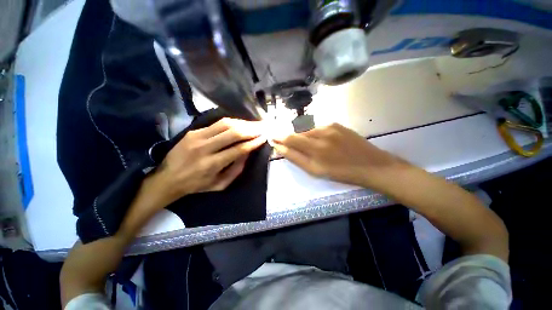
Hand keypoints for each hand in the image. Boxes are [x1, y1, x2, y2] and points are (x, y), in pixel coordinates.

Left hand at [154, 118, 266, 204]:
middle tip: (262, 127)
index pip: (239, 149)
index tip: (264, 137)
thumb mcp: (220, 185)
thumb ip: (236, 169)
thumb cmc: (197, 185)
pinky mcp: (193, 131)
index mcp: (212, 164)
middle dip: (251, 129)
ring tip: (253, 124)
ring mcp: (197, 137)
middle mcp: (205, 148)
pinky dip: (231, 122)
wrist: (168, 178)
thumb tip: (248, 152)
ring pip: (225, 124)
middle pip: (233, 133)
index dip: (253, 142)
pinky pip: (217, 123)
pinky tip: (240, 123)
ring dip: (243, 123)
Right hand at [272, 123, 405, 188]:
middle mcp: (320, 133)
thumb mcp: (315, 171)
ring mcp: (330, 126)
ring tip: (308, 147)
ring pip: (308, 130)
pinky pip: (319, 128)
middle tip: (288, 144)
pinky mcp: (337, 124)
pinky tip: (321, 142)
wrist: (372, 166)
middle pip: (298, 133)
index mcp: (315, 147)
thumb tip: (280, 148)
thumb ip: (296, 158)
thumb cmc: (342, 173)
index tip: (273, 137)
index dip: (280, 137)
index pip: (290, 138)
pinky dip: (314, 134)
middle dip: (291, 138)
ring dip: (303, 137)